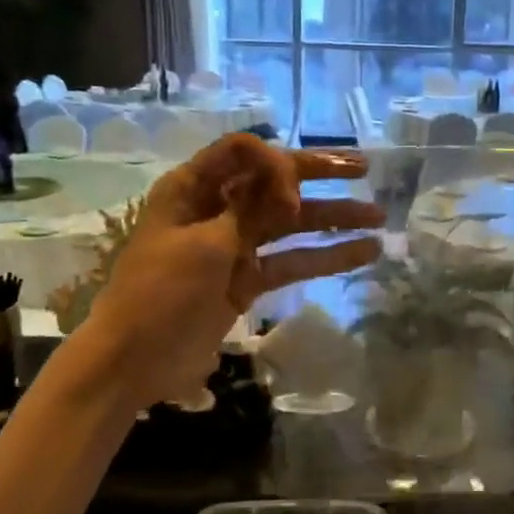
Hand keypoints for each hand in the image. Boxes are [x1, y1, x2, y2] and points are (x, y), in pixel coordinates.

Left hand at [72, 135, 383, 404]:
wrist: (134, 360)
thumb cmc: (162, 292)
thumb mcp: (206, 243)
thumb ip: (251, 208)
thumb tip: (286, 176)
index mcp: (194, 188)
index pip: (244, 153)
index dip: (276, 164)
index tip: (292, 197)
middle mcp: (217, 208)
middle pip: (274, 182)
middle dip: (320, 175)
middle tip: (363, 169)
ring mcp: (234, 245)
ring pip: (290, 223)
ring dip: (332, 218)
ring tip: (379, 217)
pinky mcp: (248, 280)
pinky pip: (291, 260)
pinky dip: (324, 257)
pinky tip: (364, 253)